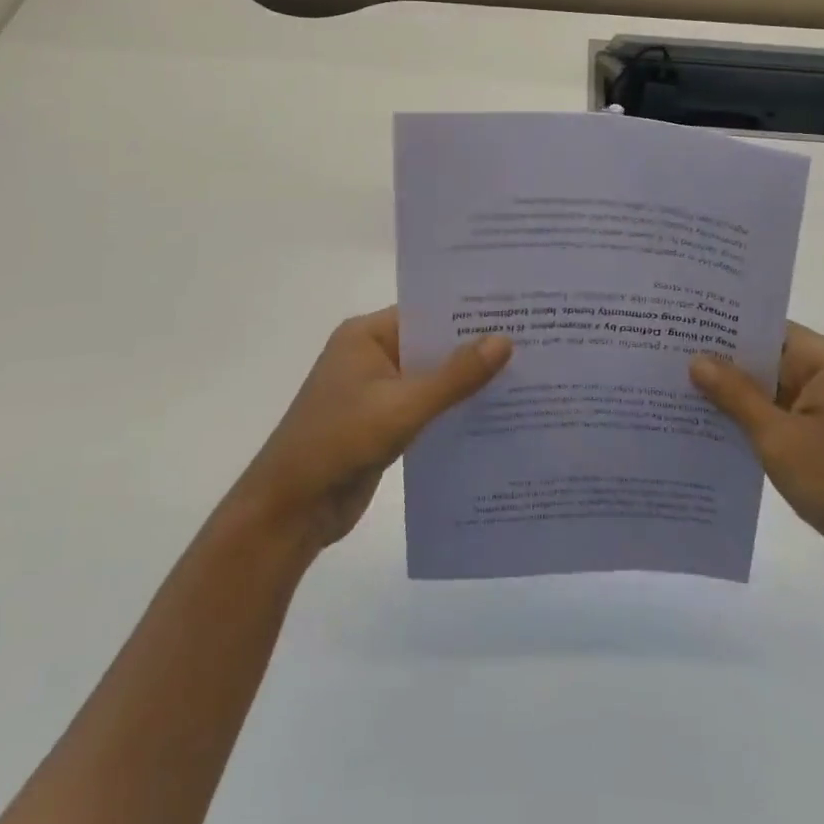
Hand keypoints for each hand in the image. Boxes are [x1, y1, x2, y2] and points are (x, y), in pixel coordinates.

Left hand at [227, 309, 512, 552]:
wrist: (290, 511)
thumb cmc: (340, 443)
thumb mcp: (403, 407)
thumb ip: (455, 376)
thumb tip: (504, 339)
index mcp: (366, 335)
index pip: (426, 311)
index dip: (469, 312)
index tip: (516, 311)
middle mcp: (371, 354)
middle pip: (431, 343)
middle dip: (474, 347)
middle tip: (532, 341)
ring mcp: (376, 389)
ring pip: (431, 376)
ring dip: (466, 381)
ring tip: (525, 374)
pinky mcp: (382, 422)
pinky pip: (425, 405)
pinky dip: (452, 408)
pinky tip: (494, 412)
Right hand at [689, 324, 823, 599]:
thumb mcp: (780, 438)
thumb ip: (736, 395)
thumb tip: (697, 359)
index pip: (770, 330)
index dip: (726, 328)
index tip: (681, 327)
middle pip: (770, 361)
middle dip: (723, 366)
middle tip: (667, 360)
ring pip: (773, 396)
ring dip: (735, 400)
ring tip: (677, 393)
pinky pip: (783, 425)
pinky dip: (753, 427)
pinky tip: (710, 431)